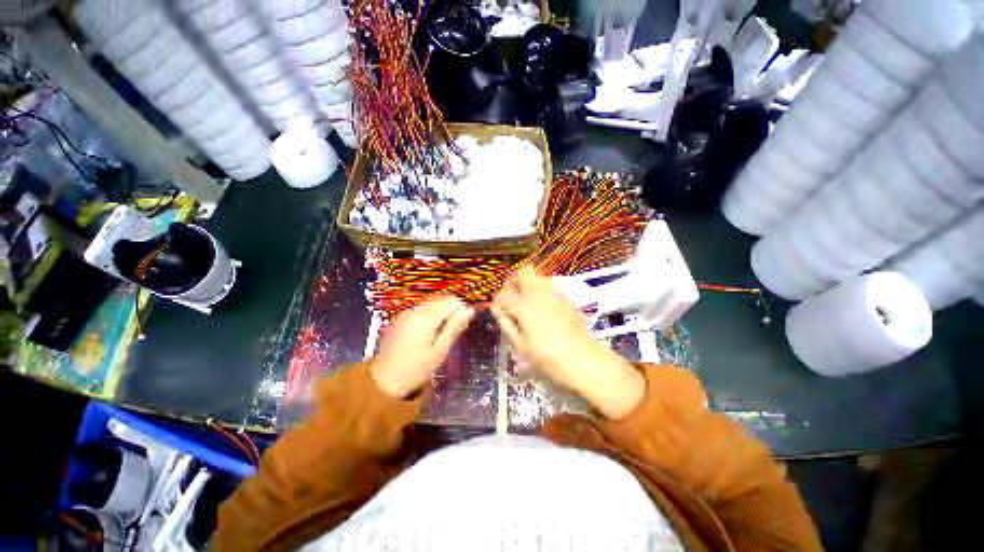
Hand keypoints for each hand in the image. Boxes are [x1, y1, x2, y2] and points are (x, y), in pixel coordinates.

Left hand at [371, 296, 473, 397]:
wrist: (382, 383)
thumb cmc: (415, 369)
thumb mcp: (440, 351)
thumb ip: (454, 327)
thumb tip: (470, 310)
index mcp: (425, 317)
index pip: (451, 300)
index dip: (461, 309)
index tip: (462, 326)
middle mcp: (414, 309)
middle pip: (441, 300)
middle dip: (451, 311)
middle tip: (452, 333)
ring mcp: (405, 313)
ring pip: (431, 304)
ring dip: (441, 314)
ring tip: (440, 335)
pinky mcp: (399, 318)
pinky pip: (421, 310)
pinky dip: (429, 317)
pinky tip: (427, 335)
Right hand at [491, 268, 644, 418]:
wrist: (585, 361)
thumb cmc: (548, 359)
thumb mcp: (521, 346)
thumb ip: (506, 324)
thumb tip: (497, 308)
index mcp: (524, 306)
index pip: (504, 294)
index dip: (499, 301)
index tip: (500, 311)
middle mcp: (540, 294)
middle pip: (525, 272)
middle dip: (516, 281)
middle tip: (514, 299)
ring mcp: (556, 294)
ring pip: (539, 277)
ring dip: (531, 285)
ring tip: (529, 305)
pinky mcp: (568, 300)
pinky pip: (552, 288)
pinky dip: (544, 293)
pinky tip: (546, 311)